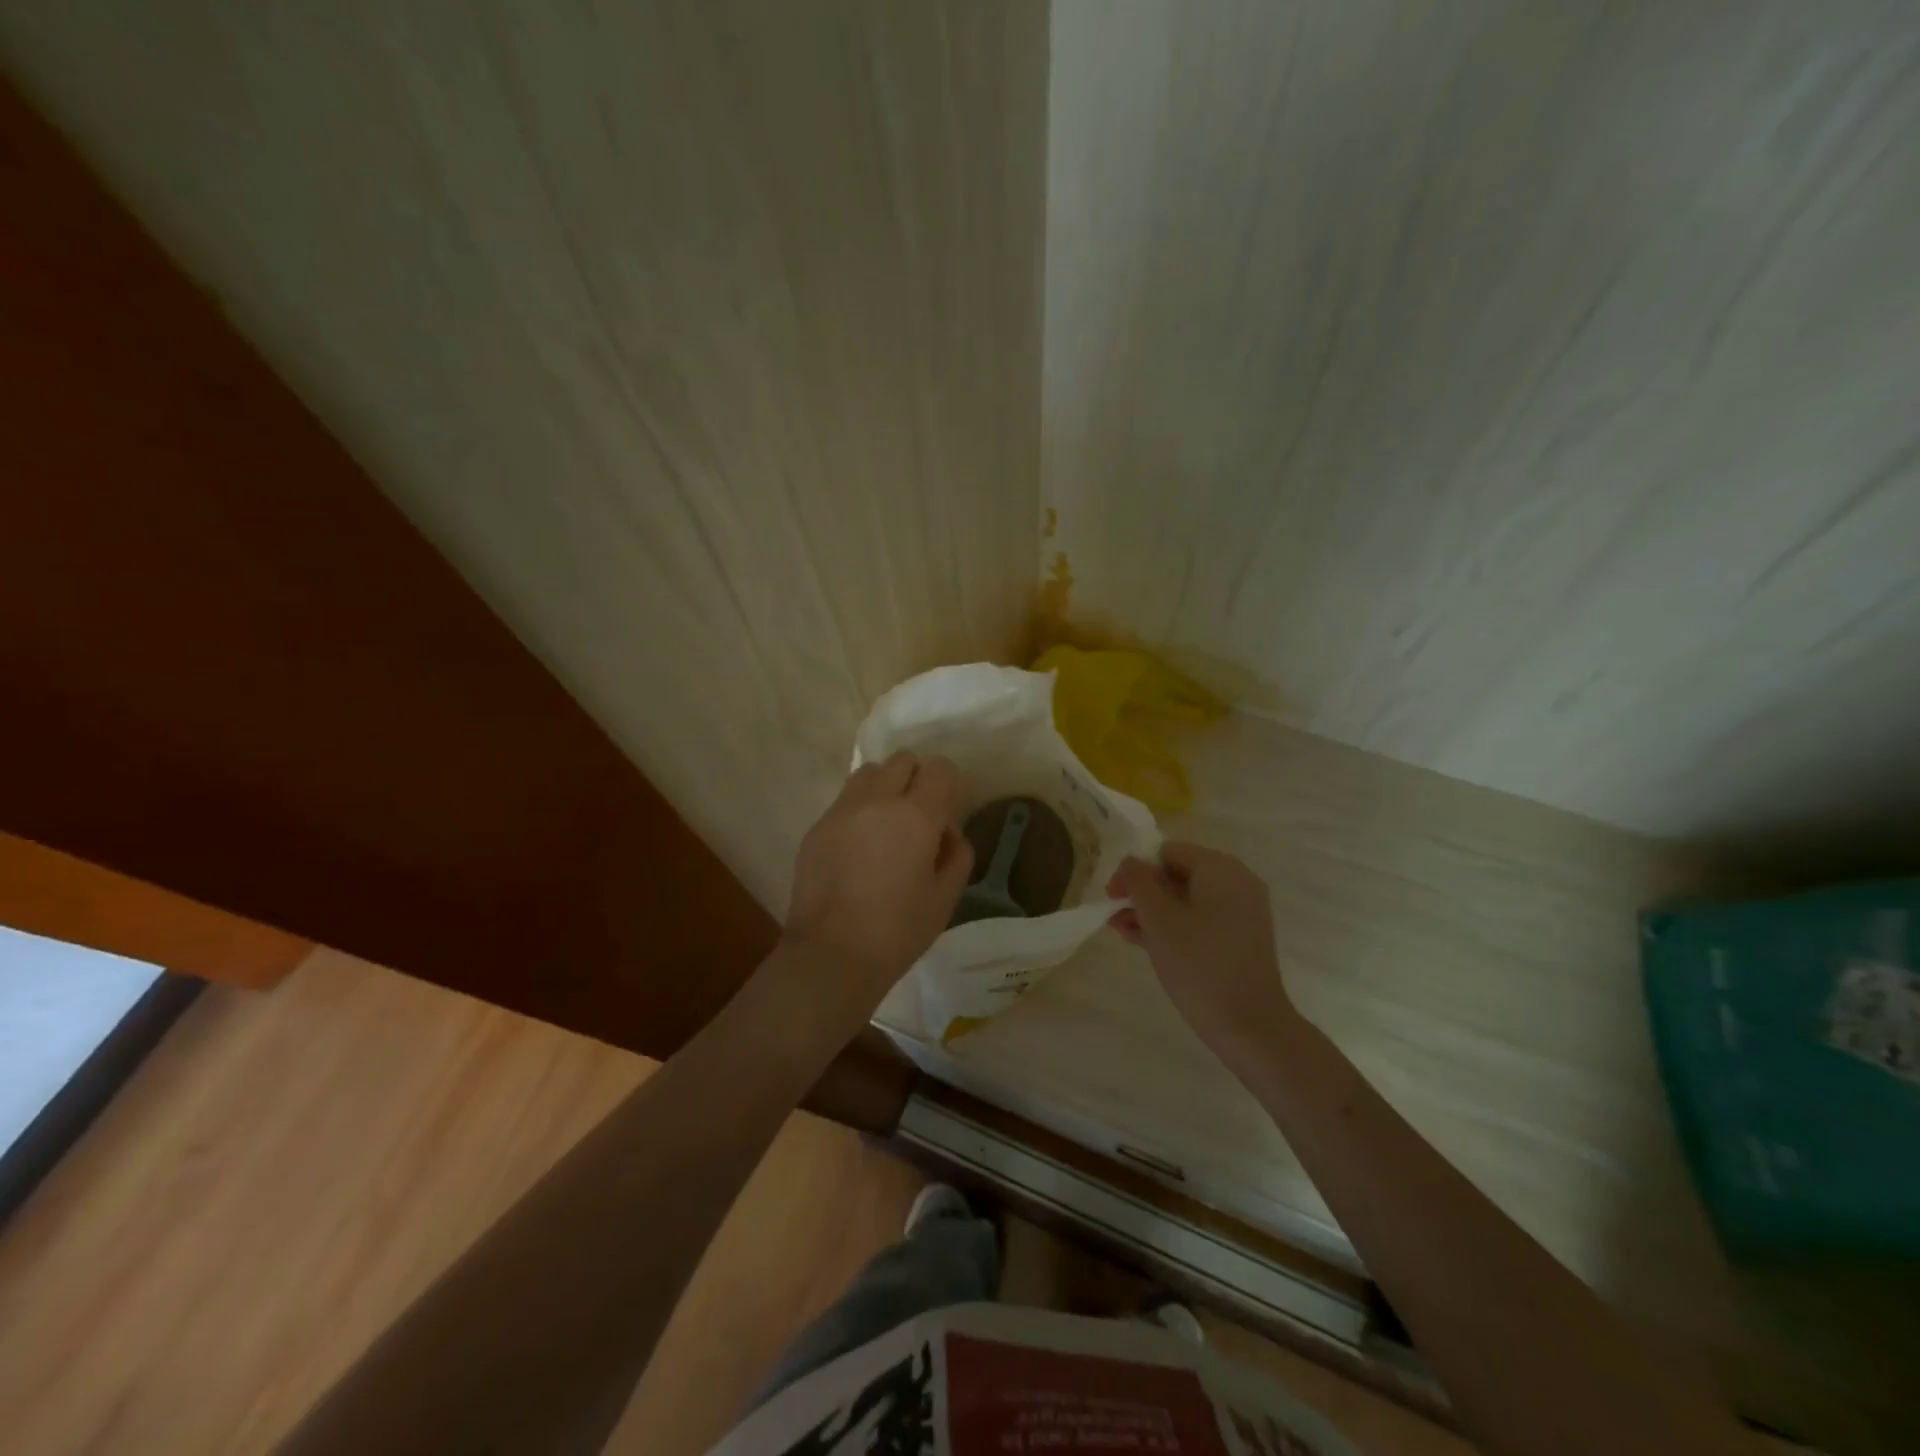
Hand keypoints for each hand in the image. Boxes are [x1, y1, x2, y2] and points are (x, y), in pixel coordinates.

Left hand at [784, 752, 973, 1008]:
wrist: (831, 956)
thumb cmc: (898, 932)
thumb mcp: (946, 897)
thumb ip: (957, 853)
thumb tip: (946, 833)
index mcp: (916, 816)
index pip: (939, 768)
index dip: (949, 783)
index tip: (948, 810)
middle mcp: (877, 801)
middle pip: (902, 760)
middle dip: (917, 779)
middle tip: (918, 816)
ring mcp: (841, 811)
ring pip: (869, 773)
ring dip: (885, 787)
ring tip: (886, 825)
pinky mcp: (817, 827)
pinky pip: (845, 801)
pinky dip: (859, 810)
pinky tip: (859, 848)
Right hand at [1108, 842, 1300, 1070]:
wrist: (1250, 1025)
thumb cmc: (1199, 964)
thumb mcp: (1158, 919)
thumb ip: (1139, 882)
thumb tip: (1131, 861)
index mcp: (1219, 868)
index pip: (1166, 852)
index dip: (1135, 871)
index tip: (1113, 897)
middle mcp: (1236, 881)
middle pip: (1177, 874)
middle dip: (1143, 894)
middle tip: (1115, 917)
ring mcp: (1242, 911)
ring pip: (1187, 899)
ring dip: (1153, 912)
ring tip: (1123, 932)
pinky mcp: (1242, 938)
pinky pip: (1201, 919)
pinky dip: (1175, 926)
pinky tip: (1146, 943)